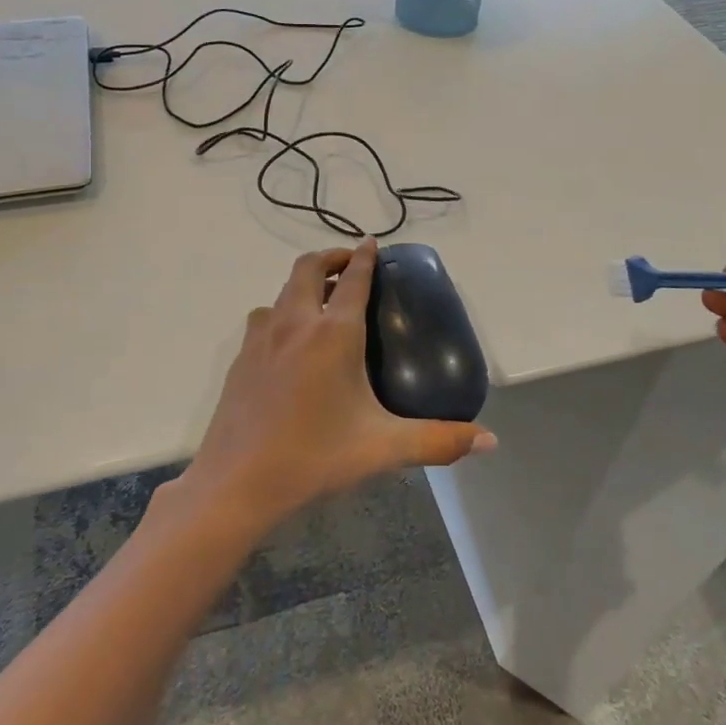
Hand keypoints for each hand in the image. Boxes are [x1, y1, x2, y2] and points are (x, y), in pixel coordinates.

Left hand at [172, 239, 495, 536]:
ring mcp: (261, 337)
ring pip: (283, 290)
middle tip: (349, 265)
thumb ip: (439, 441)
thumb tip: (488, 441)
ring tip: (321, 300)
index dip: (364, 256)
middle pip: (308, 267)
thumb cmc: (314, 457)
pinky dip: (282, 310)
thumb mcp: (383, 448)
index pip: (353, 278)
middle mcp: (295, 323)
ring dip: (303, 282)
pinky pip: (265, 317)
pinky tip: (290, 342)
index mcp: (333, 334)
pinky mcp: (240, 356)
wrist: (237, 482)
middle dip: (330, 257)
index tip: (372, 243)